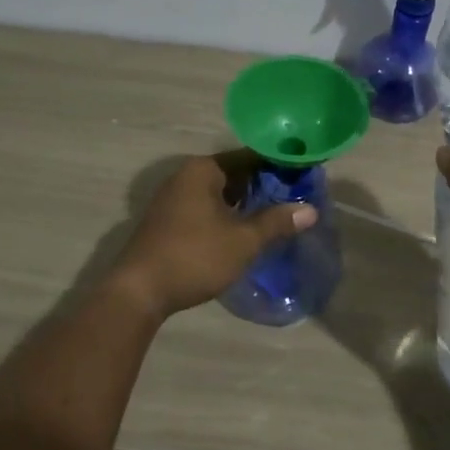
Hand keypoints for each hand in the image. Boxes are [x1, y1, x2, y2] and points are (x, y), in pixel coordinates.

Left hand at [109, 153, 315, 318]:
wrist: (139, 292)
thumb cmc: (195, 256)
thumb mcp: (243, 240)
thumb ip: (277, 222)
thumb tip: (310, 210)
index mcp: (203, 170)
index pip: (250, 157)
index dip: (279, 165)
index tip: (304, 175)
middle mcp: (186, 176)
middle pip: (234, 174)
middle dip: (264, 186)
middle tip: (296, 197)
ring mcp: (174, 199)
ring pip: (220, 193)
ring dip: (245, 203)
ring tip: (277, 215)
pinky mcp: (168, 221)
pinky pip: (206, 208)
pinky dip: (227, 215)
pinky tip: (246, 231)